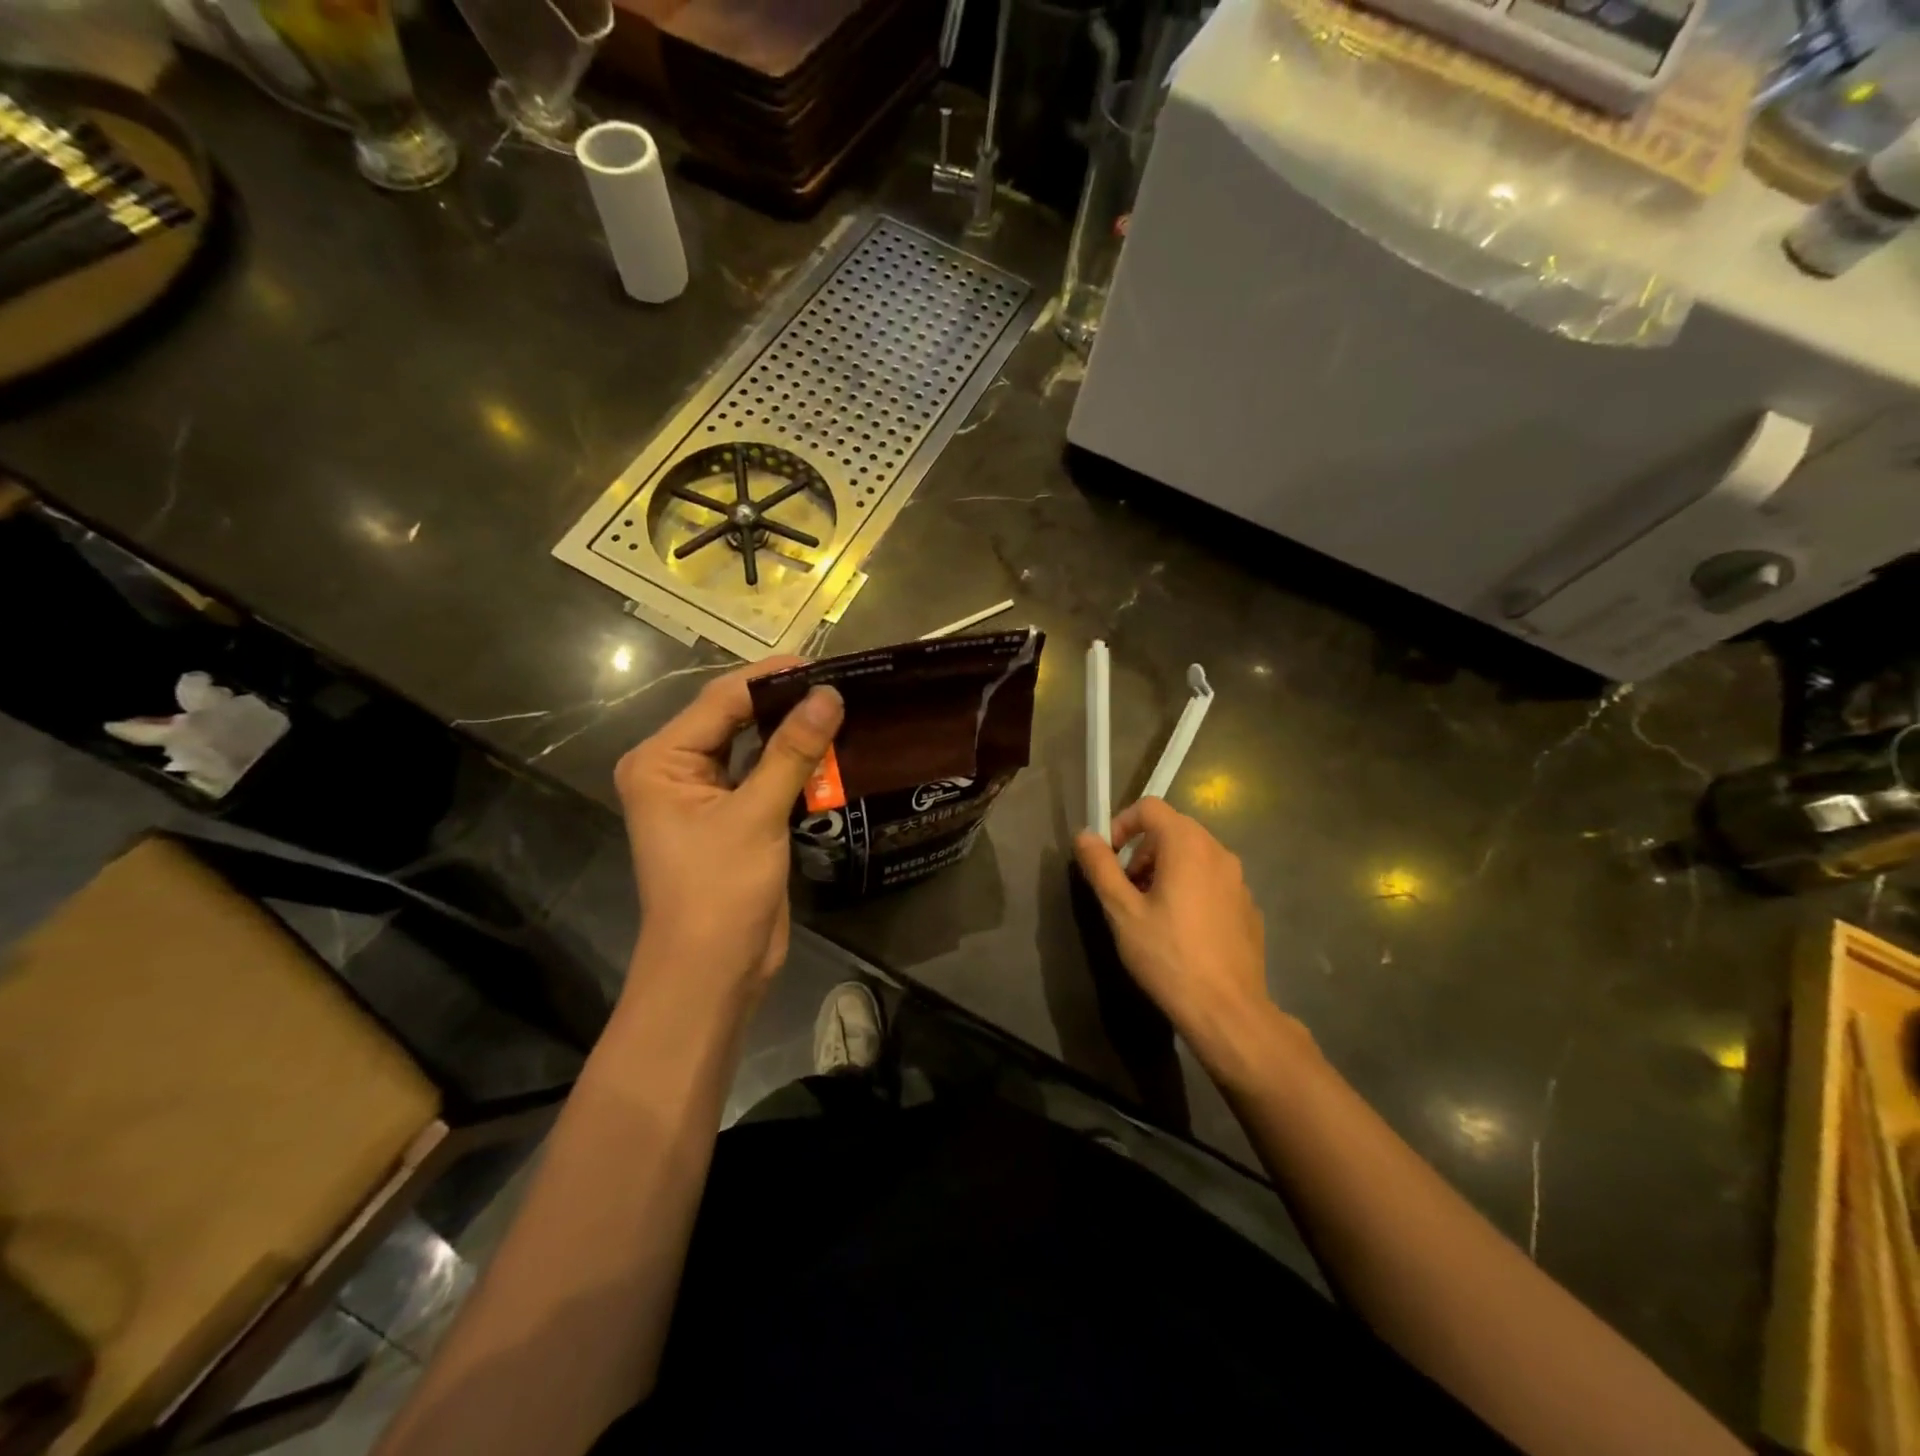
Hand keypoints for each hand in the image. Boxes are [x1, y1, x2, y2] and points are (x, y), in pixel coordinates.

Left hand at [614, 659, 842, 1007]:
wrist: (712, 973)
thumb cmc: (719, 891)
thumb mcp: (757, 815)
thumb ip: (793, 751)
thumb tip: (829, 694)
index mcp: (661, 760)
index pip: (721, 700)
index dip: (772, 678)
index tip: (825, 663)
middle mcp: (676, 770)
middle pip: (735, 719)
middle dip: (784, 703)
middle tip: (840, 683)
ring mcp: (704, 796)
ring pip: (752, 748)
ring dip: (792, 734)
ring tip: (842, 708)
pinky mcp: (732, 819)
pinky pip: (764, 777)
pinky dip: (794, 765)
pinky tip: (832, 750)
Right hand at [1074, 798, 1298, 1072]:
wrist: (1227, 1010)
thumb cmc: (1168, 956)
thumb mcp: (1122, 911)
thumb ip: (1101, 867)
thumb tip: (1084, 836)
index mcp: (1187, 845)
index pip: (1150, 807)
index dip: (1122, 823)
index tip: (1108, 857)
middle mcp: (1219, 852)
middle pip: (1173, 829)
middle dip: (1142, 851)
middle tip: (1126, 888)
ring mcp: (1239, 880)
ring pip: (1194, 856)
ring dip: (1165, 869)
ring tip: (1150, 911)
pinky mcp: (1248, 907)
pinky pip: (1212, 881)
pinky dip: (1190, 889)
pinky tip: (1181, 931)